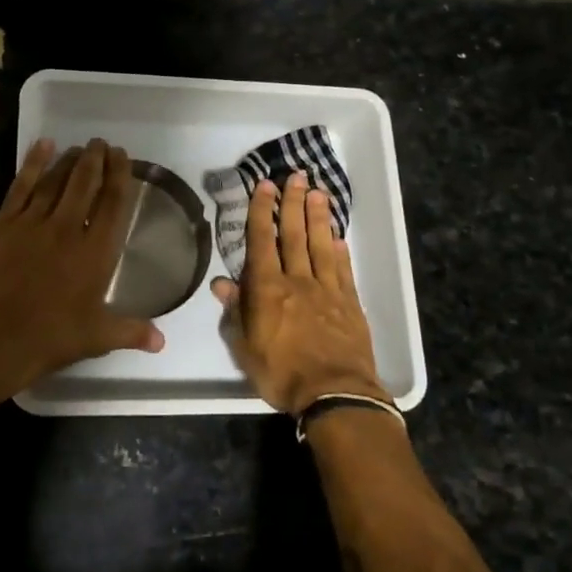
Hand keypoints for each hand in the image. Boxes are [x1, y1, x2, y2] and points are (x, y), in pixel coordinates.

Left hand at [0, 137, 164, 388]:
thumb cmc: (51, 337)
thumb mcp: (97, 337)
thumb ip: (131, 332)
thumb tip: (162, 342)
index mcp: (95, 251)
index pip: (113, 203)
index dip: (119, 176)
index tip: (122, 156)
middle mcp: (68, 228)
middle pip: (85, 183)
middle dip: (96, 160)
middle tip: (101, 144)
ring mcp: (33, 223)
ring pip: (55, 180)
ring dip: (69, 160)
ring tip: (79, 147)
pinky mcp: (5, 224)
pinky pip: (22, 186)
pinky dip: (33, 163)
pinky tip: (43, 146)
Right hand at [212, 169, 386, 414]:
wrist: (335, 394)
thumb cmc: (281, 373)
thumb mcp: (245, 348)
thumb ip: (236, 312)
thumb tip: (221, 283)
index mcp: (268, 289)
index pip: (262, 241)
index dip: (262, 211)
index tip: (265, 186)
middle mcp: (298, 281)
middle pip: (294, 234)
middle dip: (293, 203)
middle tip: (296, 177)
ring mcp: (327, 291)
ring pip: (321, 245)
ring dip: (318, 217)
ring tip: (319, 193)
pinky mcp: (350, 304)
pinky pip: (343, 271)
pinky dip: (340, 251)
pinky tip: (338, 238)